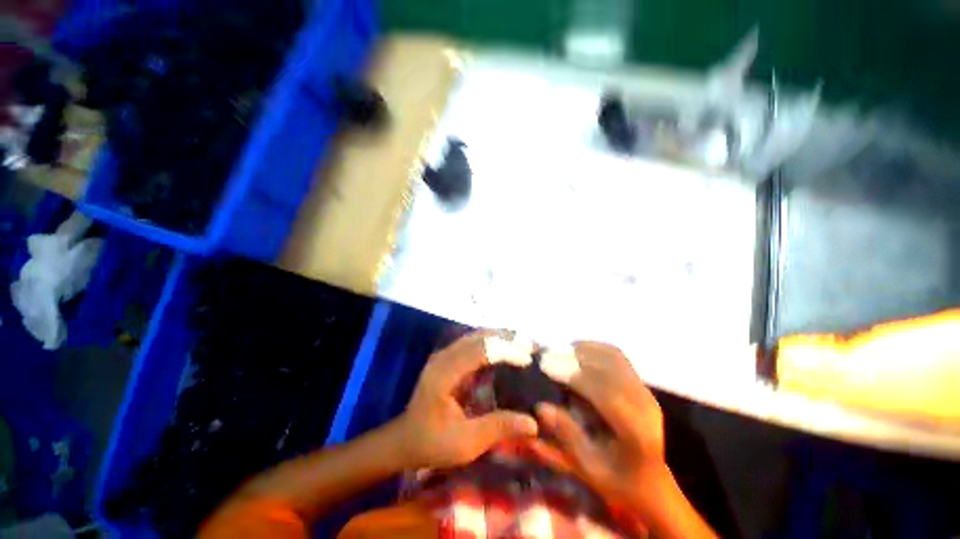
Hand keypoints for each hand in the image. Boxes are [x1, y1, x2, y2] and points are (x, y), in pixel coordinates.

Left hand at [394, 331, 538, 468]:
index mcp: (444, 373)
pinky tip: (507, 350)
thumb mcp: (465, 444)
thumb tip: (533, 423)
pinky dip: (493, 343)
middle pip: (479, 336)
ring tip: (524, 345)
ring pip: (477, 335)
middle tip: (531, 346)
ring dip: (501, 337)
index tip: (527, 359)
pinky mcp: (450, 358)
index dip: (505, 350)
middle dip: (507, 338)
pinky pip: (474, 342)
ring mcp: (445, 354)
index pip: (479, 350)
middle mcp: (444, 356)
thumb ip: (498, 428)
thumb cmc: (432, 443)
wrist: (406, 439)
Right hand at [536, 342, 667, 506]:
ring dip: (584, 350)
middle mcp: (644, 405)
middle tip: (547, 356)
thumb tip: (541, 407)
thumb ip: (568, 436)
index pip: (606, 394)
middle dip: (576, 358)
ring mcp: (644, 391)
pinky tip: (576, 351)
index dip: (576, 377)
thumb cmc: (618, 480)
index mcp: (635, 432)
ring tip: (559, 351)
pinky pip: (616, 357)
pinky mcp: (640, 384)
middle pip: (610, 368)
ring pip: (614, 357)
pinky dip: (594, 348)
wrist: (651, 481)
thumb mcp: (589, 468)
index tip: (548, 367)